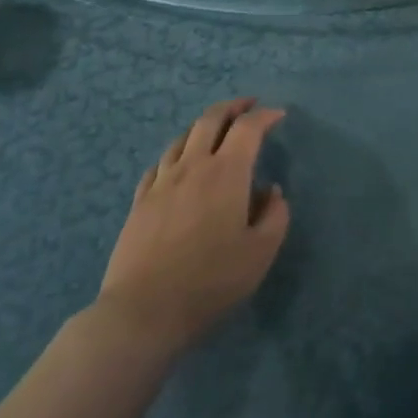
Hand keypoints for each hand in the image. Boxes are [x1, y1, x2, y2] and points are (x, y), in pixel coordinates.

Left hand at [93, 99, 289, 357]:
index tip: (278, 115)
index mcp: (227, 172)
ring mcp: (162, 181)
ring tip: (215, 131)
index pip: (248, 128)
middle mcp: (194, 166)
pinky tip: (179, 165)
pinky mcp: (140, 201)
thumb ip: (275, 216)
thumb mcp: (260, 253)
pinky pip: (160, 163)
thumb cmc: (211, 281)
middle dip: (232, 107)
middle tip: (247, 106)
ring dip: (203, 126)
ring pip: (183, 137)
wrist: (144, 311)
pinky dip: (176, 154)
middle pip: (211, 119)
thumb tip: (270, 191)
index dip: (265, 115)